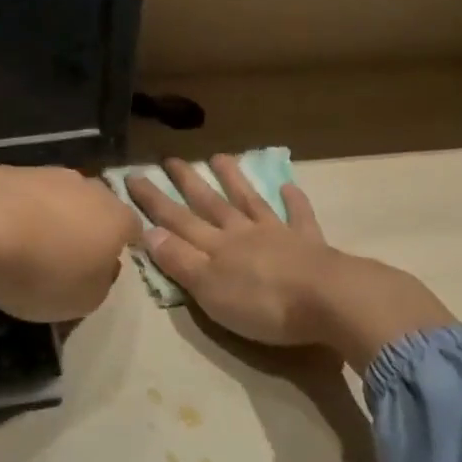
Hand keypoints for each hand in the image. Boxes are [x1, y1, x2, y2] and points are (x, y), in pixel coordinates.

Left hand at [0, 164, 137, 322]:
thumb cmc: (41, 271)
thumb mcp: (82, 301)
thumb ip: (100, 284)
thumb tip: (101, 268)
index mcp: (116, 218)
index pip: (133, 229)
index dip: (122, 247)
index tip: (106, 266)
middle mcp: (89, 188)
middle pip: (96, 208)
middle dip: (86, 229)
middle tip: (67, 257)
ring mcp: (48, 173)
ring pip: (60, 198)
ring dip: (51, 218)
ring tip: (28, 246)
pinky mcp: (9, 169)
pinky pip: (24, 196)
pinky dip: (18, 212)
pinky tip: (0, 233)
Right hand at [126, 155, 452, 369]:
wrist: (328, 300)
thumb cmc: (263, 304)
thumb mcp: (209, 289)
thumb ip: (180, 261)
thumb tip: (148, 232)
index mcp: (216, 247)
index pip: (176, 220)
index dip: (153, 200)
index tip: (132, 175)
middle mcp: (242, 233)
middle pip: (210, 204)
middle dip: (188, 182)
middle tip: (170, 158)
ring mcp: (278, 234)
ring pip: (250, 201)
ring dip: (234, 180)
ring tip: (220, 157)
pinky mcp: (310, 244)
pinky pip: (300, 216)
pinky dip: (294, 201)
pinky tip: (289, 186)